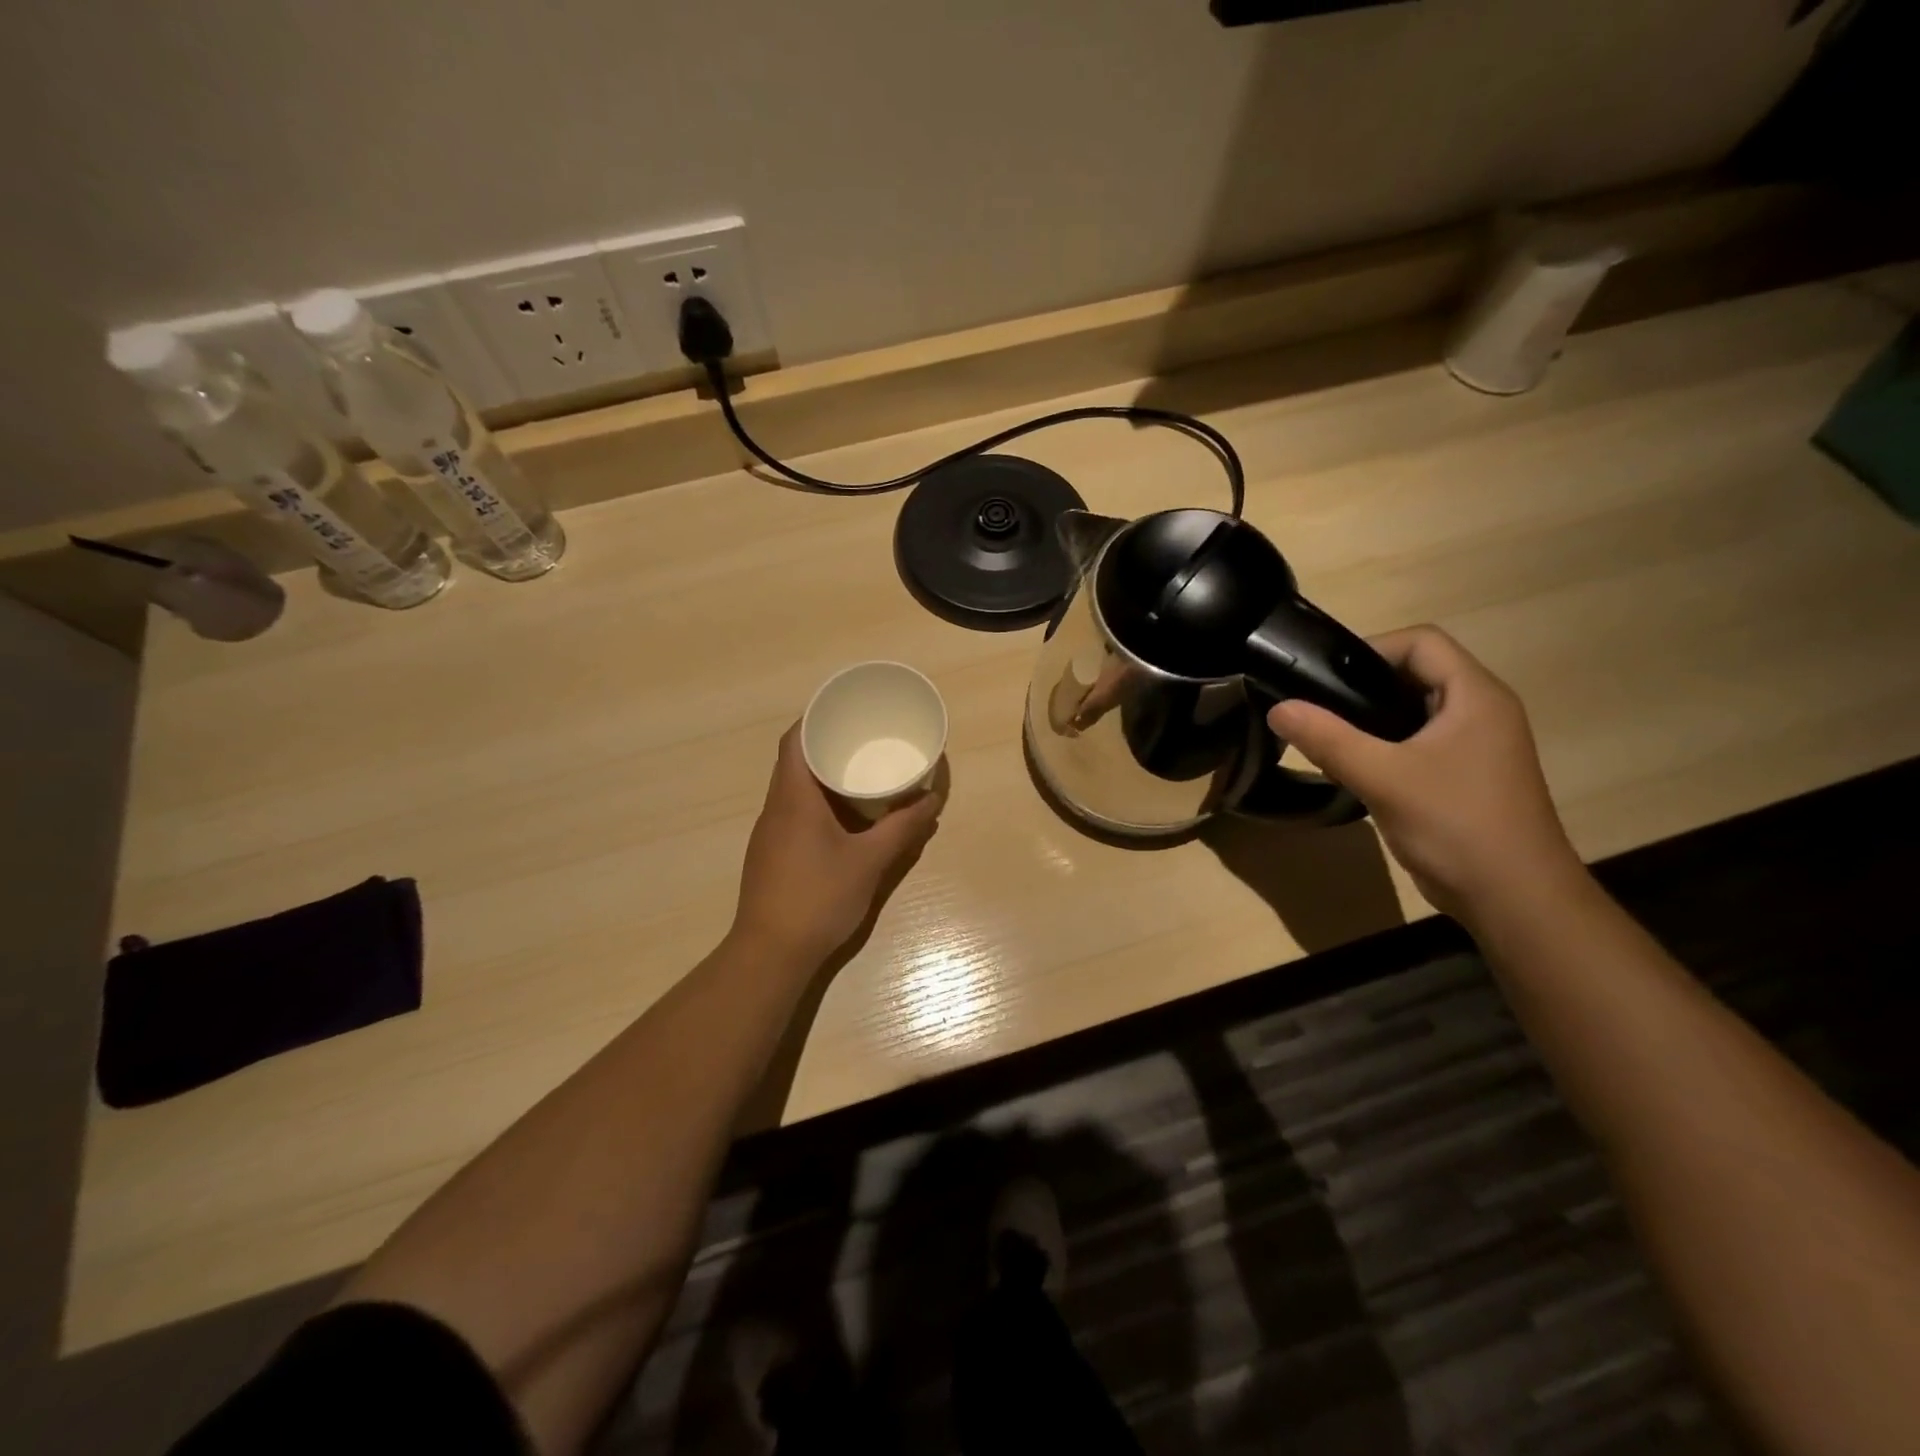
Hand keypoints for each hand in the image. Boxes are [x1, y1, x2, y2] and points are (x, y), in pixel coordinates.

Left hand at [733, 723, 944, 960]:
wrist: (770, 954)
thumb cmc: (818, 898)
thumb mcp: (869, 862)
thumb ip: (902, 829)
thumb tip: (932, 801)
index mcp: (793, 798)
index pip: (795, 740)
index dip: (816, 718)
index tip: (845, 712)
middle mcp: (775, 808)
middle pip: (794, 761)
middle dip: (826, 746)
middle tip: (863, 741)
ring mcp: (769, 833)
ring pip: (793, 789)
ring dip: (822, 777)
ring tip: (859, 773)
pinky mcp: (770, 855)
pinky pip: (793, 812)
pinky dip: (817, 803)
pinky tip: (843, 818)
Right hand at [1267, 626, 1581, 919]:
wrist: (1514, 899)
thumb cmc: (1456, 825)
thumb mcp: (1383, 777)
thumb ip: (1327, 739)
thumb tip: (1278, 708)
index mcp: (1475, 696)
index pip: (1421, 642)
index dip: (1371, 648)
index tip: (1324, 676)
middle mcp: (1481, 711)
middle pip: (1416, 672)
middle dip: (1363, 684)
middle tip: (1316, 705)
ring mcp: (1475, 746)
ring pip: (1414, 710)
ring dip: (1370, 718)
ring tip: (1326, 734)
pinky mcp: (1464, 776)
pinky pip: (1417, 743)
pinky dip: (1383, 745)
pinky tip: (1353, 767)